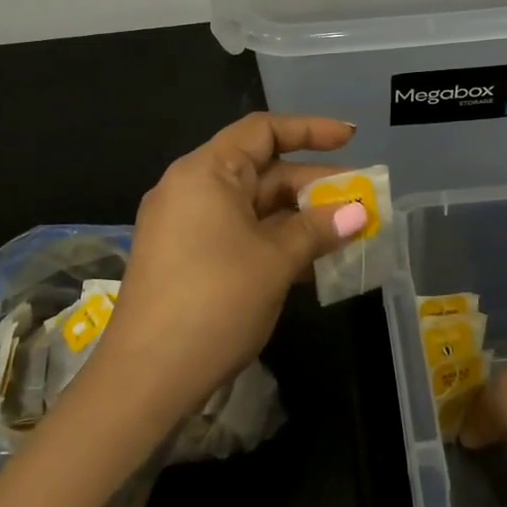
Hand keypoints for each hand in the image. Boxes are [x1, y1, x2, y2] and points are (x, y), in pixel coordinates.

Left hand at [96, 113, 368, 418]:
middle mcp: (190, 188)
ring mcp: (183, 225)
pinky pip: (236, 233)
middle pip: (260, 170)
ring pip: (251, 206)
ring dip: (297, 217)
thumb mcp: (275, 261)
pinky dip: (273, 240)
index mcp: (206, 172)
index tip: (350, 139)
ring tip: (345, 233)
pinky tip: (310, 262)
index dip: (310, 130)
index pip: (262, 130)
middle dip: (312, 184)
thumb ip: (317, 229)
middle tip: (360, 200)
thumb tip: (359, 211)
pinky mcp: (183, 257)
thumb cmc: (215, 302)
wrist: (146, 377)